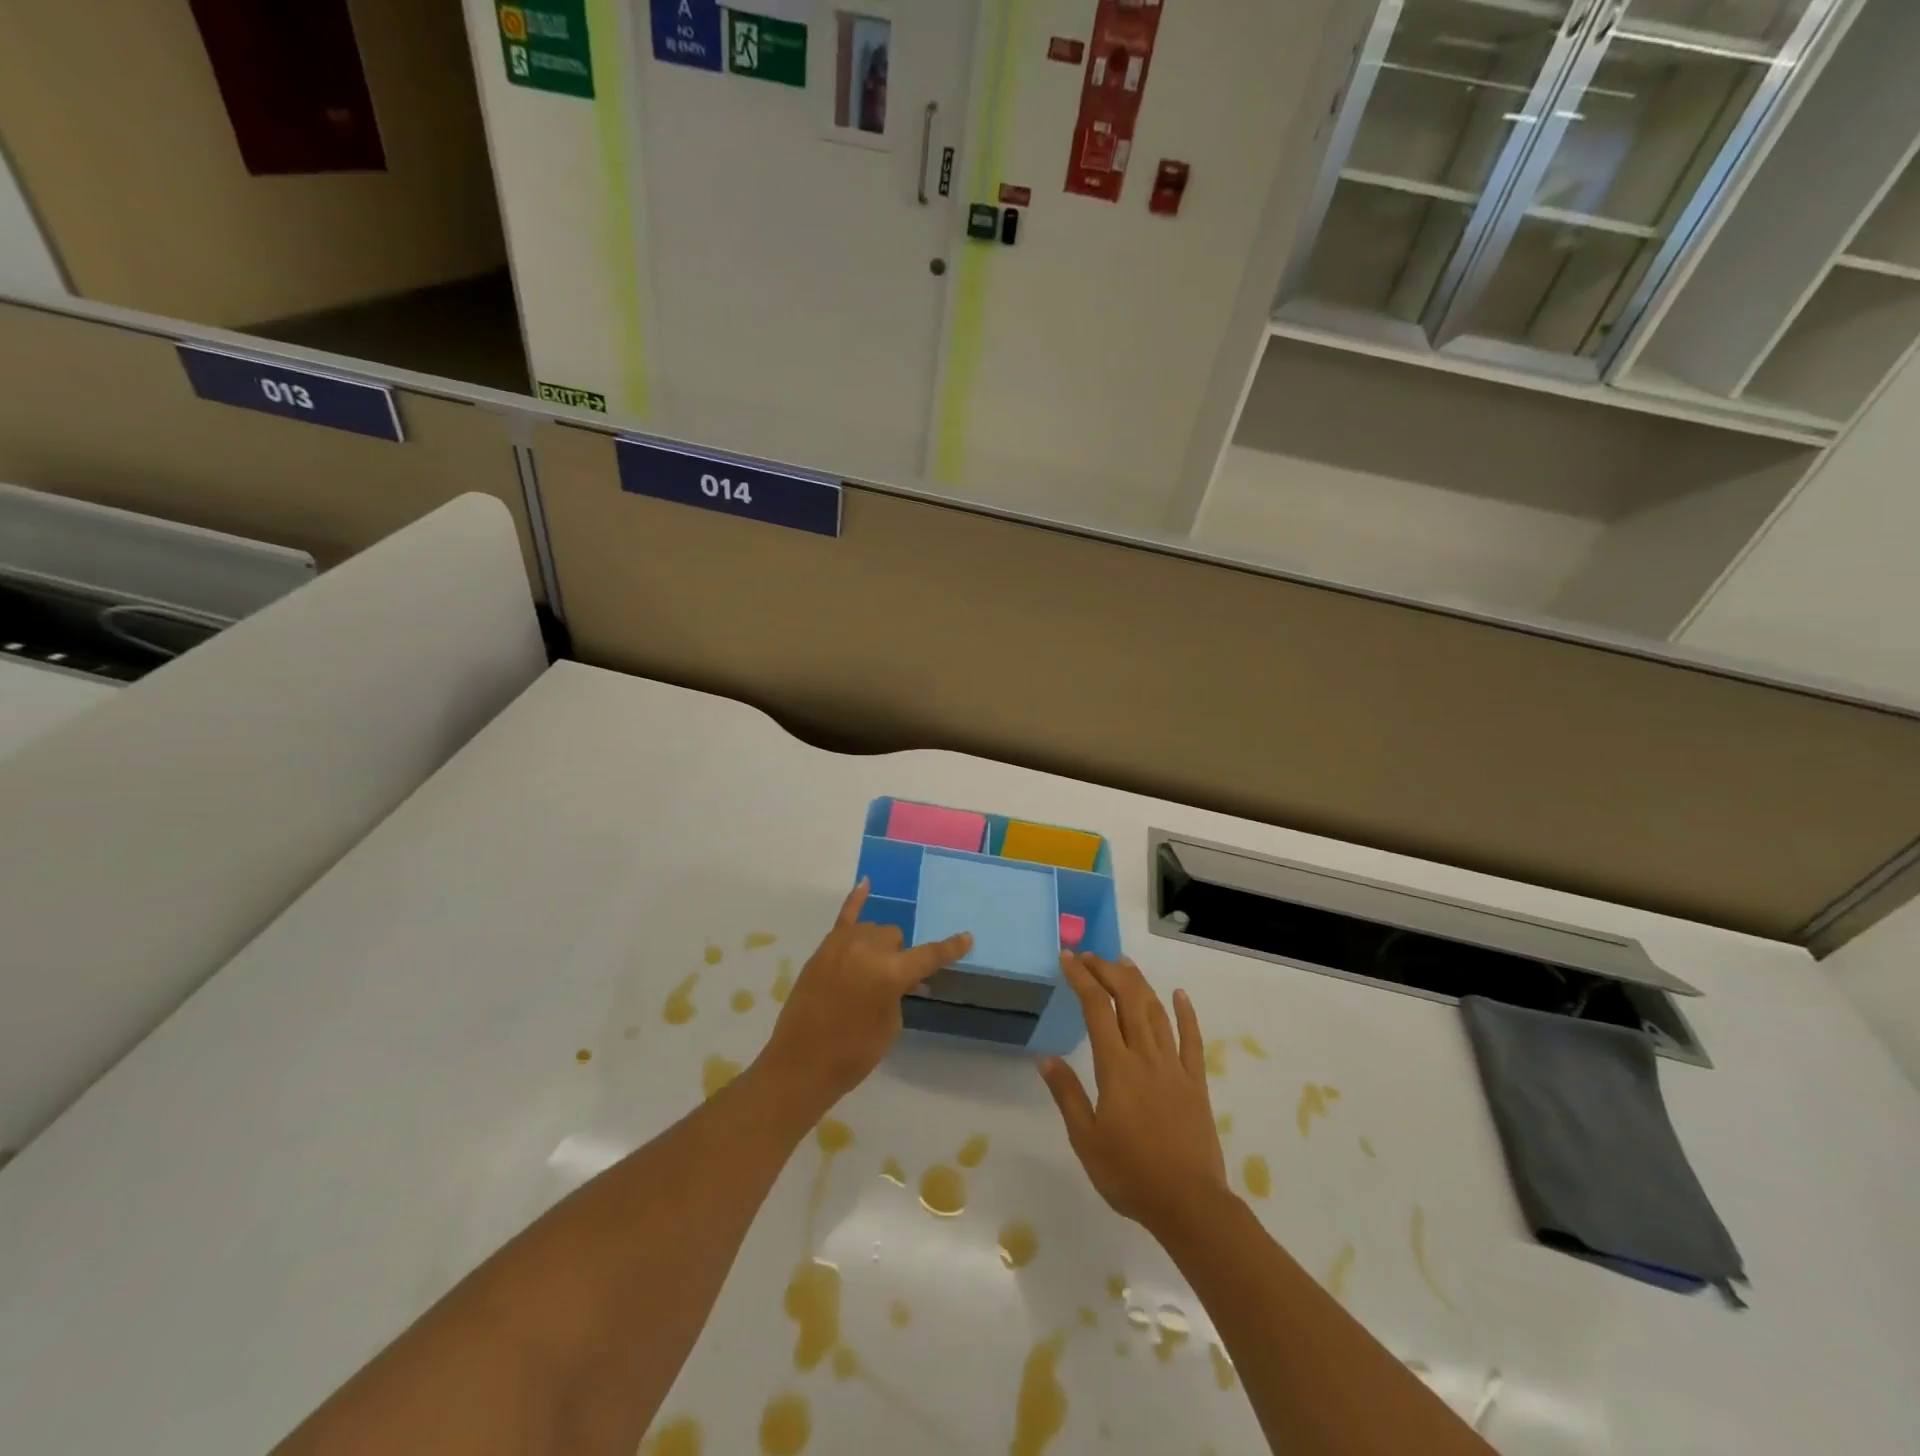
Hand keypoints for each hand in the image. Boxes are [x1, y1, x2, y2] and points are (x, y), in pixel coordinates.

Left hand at [759, 880, 972, 1109]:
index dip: (950, 949)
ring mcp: (842, 945)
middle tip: (893, 981)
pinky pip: (844, 917)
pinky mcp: (823, 949)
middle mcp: (868, 950)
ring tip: (872, 967)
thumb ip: (899, 993)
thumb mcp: (890, 1025)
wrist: (800, 1064)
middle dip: (898, 955)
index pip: (929, 956)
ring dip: (878, 945)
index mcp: (890, 973)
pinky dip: (856, 899)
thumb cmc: (853, 1053)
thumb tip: (902, 978)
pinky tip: (865, 883)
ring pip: (872, 929)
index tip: (967, 938)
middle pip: (894, 937)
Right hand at [1039, 953, 1229, 1236]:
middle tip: (1091, 957)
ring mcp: (1174, 1066)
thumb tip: (1045, 1058)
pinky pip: (1191, 1040)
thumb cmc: (1130, 1174)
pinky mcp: (1196, 1082)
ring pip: (1156, 1011)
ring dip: (1139, 983)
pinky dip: (1186, 1013)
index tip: (1068, 958)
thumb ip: (1067, 1095)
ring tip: (1124, 963)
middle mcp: (1145, 1056)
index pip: (1096, 1009)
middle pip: (1128, 999)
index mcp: (1116, 1068)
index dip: (1082, 978)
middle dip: (1108, 971)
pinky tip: (1180, 994)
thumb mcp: (1085, 1139)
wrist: (1189, 1204)